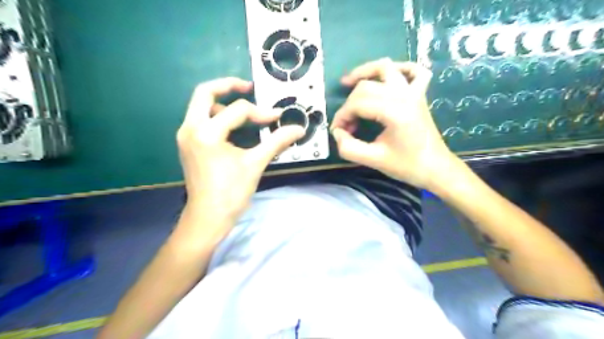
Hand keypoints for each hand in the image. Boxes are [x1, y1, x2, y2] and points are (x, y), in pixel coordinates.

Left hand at [178, 77, 303, 221]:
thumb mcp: (255, 163)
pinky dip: (217, 116)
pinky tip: (233, 127)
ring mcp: (186, 136)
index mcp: (207, 132)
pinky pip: (200, 119)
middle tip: (248, 87)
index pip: (238, 110)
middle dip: (228, 85)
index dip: (261, 112)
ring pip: (200, 106)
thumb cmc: (231, 192)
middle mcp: (190, 128)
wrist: (208, 217)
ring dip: (222, 103)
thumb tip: (298, 129)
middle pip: (204, 92)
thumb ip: (277, 142)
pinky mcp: (188, 144)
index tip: (277, 118)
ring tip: (243, 112)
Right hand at [333, 59, 455, 188]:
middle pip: (366, 87)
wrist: (435, 168)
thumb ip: (349, 148)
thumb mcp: (373, 160)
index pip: (357, 104)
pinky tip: (386, 77)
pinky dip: (398, 68)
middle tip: (346, 124)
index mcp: (394, 112)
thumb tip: (337, 133)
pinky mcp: (420, 94)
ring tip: (349, 82)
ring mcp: (414, 91)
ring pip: (386, 67)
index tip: (337, 131)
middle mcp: (404, 95)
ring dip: (365, 72)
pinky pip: (412, 70)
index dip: (341, 116)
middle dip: (349, 104)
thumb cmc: (407, 166)